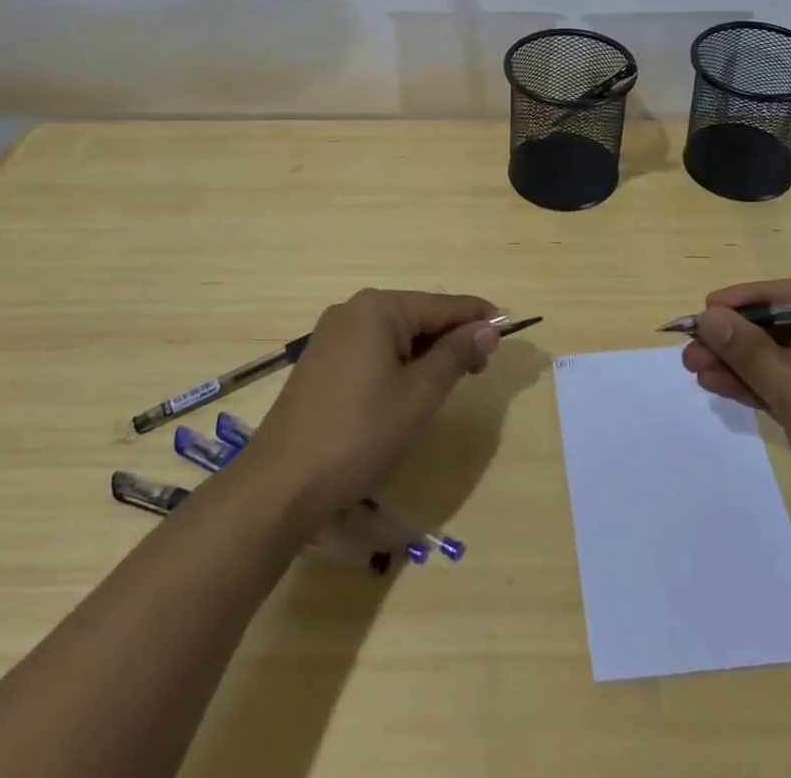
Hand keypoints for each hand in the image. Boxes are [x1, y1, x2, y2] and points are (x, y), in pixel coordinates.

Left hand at [243, 288, 500, 524]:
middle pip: (417, 316)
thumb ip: (456, 355)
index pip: (442, 305)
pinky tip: (409, 388)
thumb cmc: (359, 434)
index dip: (478, 317)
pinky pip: (372, 349)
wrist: (281, 484)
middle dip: (451, 337)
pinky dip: (399, 362)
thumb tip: (487, 329)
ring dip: (426, 353)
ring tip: (450, 381)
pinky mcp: (320, 362)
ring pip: (395, 334)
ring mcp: (331, 336)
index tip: (508, 328)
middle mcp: (353, 310)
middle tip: (480, 368)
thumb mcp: (419, 395)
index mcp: (378, 308)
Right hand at [683, 279, 790, 611]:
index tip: (707, 307)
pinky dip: (755, 389)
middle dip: (739, 338)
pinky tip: (717, 386)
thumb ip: (754, 355)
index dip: (751, 299)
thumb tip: (708, 315)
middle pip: (789, 330)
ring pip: (784, 363)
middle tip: (690, 345)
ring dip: (740, 364)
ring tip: (693, 367)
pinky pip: (789, 392)